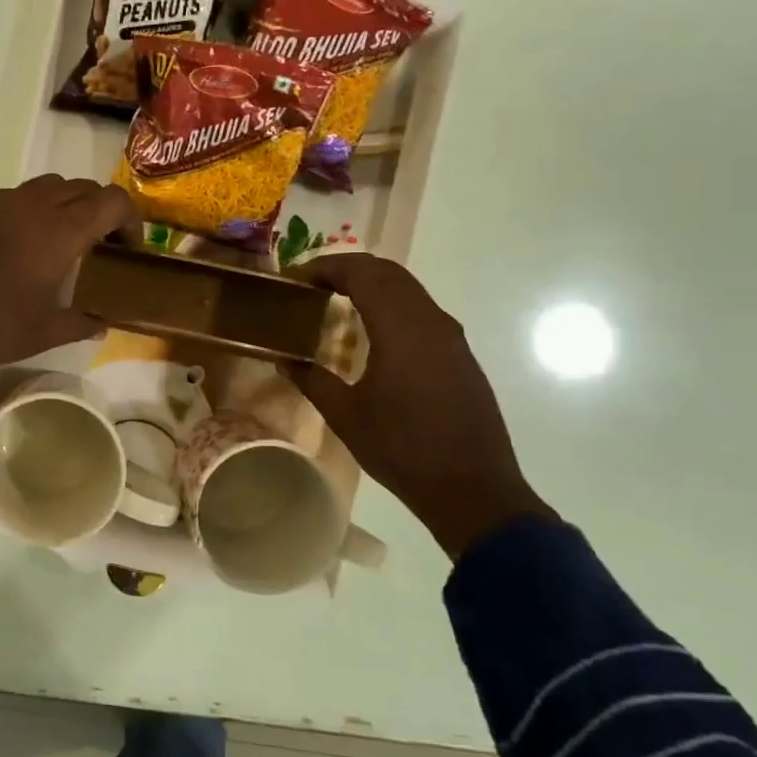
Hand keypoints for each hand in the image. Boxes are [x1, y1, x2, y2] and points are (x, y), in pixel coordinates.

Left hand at [0, 176, 141, 368]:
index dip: (130, 219)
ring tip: (64, 239)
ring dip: (68, 204)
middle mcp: (36, 205)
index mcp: (62, 230)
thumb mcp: (47, 332)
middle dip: (101, 210)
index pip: (113, 201)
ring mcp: (2, 203)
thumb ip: (82, 323)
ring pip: (49, 186)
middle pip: (84, 188)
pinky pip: (18, 196)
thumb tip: (101, 325)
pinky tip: (26, 241)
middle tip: (101, 245)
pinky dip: (35, 208)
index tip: (129, 248)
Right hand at [292, 254, 553, 560]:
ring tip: (336, 301)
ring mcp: (451, 337)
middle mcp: (431, 321)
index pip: (363, 274)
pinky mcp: (459, 354)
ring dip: (372, 284)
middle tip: (312, 284)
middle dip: (348, 268)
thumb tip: (283, 359)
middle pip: (389, 272)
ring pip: (409, 289)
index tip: (295, 278)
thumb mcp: (346, 416)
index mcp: (401, 329)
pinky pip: (421, 310)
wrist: (473, 489)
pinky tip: (371, 331)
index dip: (326, 267)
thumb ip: (312, 379)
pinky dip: (391, 304)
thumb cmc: (402, 450)